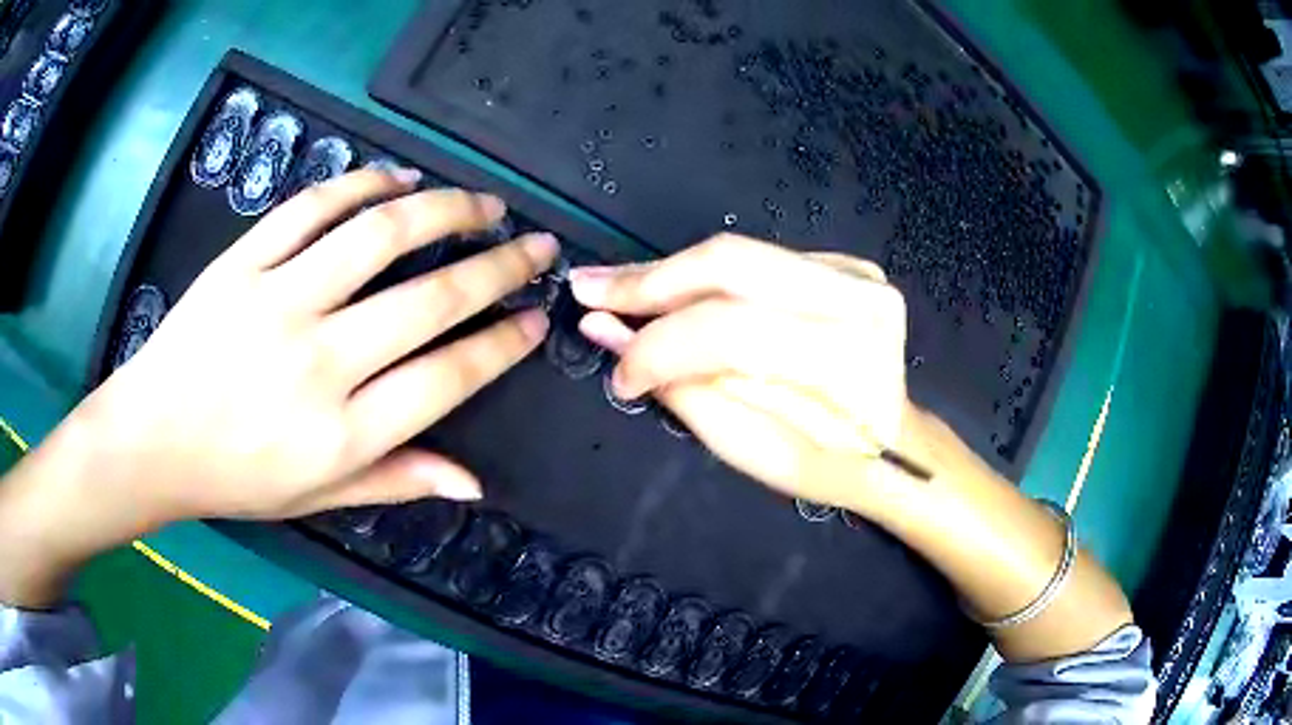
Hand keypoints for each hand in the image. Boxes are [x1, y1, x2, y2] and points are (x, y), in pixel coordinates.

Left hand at [14, 169, 557, 527]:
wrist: (151, 439)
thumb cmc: (234, 477)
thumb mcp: (316, 498)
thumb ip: (396, 482)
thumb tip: (472, 483)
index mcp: (341, 434)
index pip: (446, 377)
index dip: (502, 343)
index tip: (536, 318)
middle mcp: (317, 363)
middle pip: (428, 300)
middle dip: (497, 267)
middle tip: (535, 245)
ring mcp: (275, 302)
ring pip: (377, 237)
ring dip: (444, 210)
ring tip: (483, 202)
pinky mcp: (241, 263)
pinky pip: (309, 208)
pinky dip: (361, 184)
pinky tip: (397, 178)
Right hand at [570, 234, 913, 514]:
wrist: (893, 444)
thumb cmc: (823, 462)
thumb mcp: (747, 446)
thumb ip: (678, 384)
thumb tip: (605, 332)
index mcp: (842, 358)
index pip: (727, 329)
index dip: (656, 345)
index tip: (618, 372)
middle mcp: (856, 297)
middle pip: (727, 264)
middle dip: (647, 279)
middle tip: (587, 287)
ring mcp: (855, 273)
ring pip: (736, 254)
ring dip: (668, 274)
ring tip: (614, 287)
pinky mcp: (845, 263)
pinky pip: (757, 261)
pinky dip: (707, 277)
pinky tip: (673, 294)